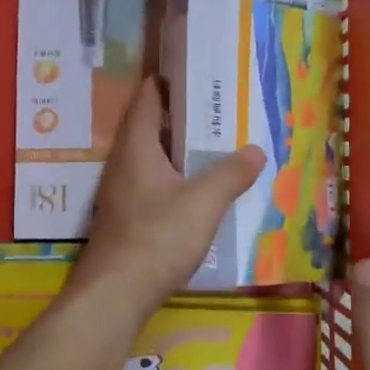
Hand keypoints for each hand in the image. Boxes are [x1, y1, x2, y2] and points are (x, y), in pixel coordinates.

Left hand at [70, 79, 264, 309]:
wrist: (114, 296)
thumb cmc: (157, 238)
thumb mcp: (204, 203)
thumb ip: (231, 174)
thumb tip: (255, 150)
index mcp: (137, 149)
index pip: (146, 101)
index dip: (164, 84)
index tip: (189, 73)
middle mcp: (122, 165)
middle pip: (147, 129)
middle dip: (177, 118)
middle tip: (213, 111)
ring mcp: (119, 194)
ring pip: (148, 160)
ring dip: (174, 151)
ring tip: (209, 148)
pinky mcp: (123, 220)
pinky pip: (149, 185)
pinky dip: (170, 179)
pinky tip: (193, 192)